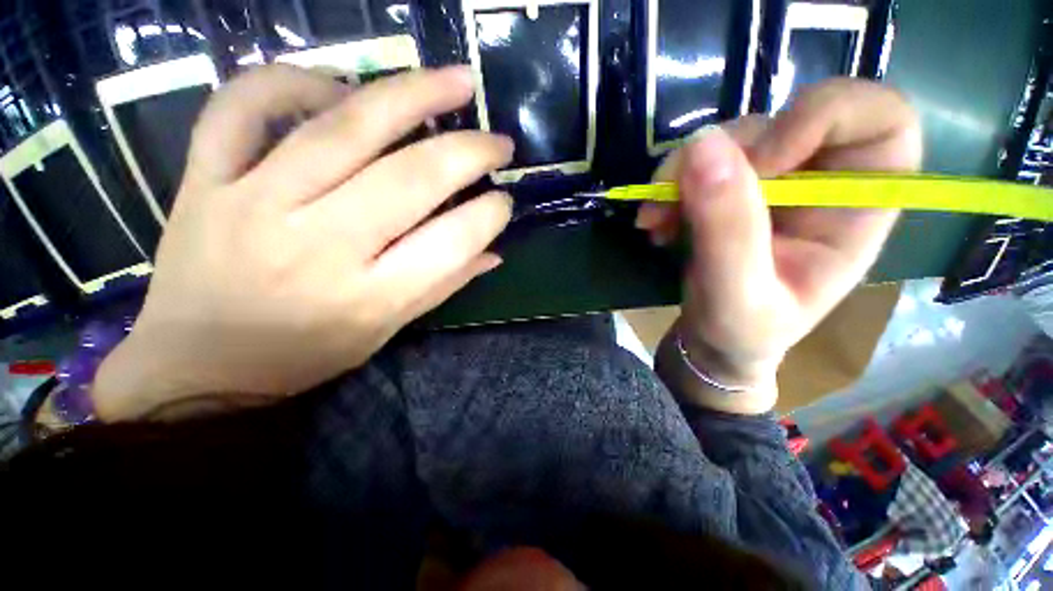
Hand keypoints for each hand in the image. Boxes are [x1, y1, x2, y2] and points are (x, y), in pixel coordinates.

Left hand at [94, 65, 513, 420]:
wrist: (197, 367)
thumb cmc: (303, 356)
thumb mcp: (386, 331)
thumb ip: (442, 286)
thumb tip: (492, 252)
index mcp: (368, 297)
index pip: (449, 243)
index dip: (488, 215)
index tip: (505, 200)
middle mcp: (317, 247)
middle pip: (409, 179)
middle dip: (468, 153)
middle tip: (499, 141)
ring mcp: (252, 205)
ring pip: (341, 129)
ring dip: (411, 96)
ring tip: (455, 82)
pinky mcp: (203, 181)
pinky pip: (242, 106)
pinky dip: (292, 80)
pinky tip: (338, 86)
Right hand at [644, 80, 921, 412]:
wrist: (717, 341)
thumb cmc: (744, 332)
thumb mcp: (737, 295)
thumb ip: (728, 229)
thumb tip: (702, 145)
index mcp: (859, 208)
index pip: (881, 118)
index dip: (821, 118)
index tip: (758, 164)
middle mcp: (823, 181)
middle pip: (784, 120)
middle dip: (720, 156)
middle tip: (670, 200)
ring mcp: (775, 180)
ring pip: (731, 138)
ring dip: (680, 174)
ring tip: (655, 220)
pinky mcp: (733, 187)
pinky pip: (700, 161)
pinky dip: (669, 184)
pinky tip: (656, 221)